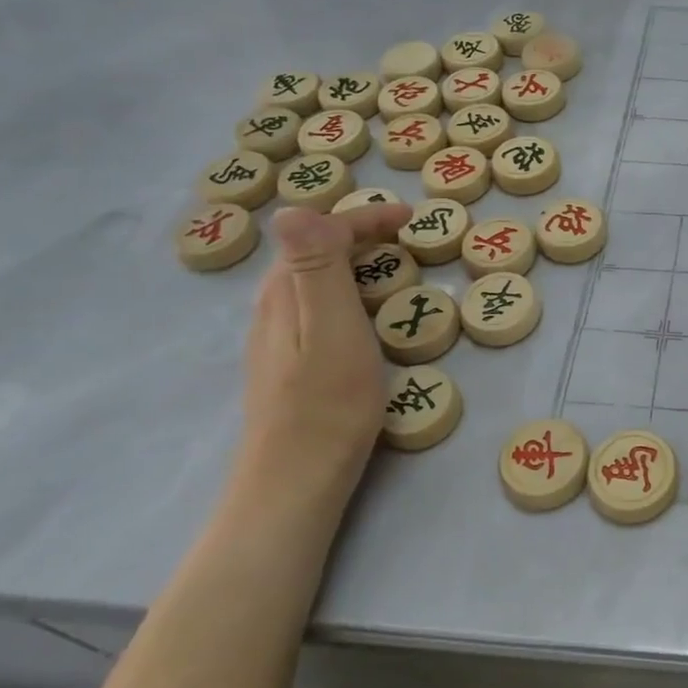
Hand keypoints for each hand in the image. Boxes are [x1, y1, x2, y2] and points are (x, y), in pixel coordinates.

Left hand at [231, 204, 412, 519]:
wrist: (295, 481)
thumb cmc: (328, 403)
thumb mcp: (332, 327)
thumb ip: (316, 266)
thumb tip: (293, 207)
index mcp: (285, 291)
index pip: (322, 230)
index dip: (368, 217)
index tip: (414, 219)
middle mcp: (273, 306)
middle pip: (315, 249)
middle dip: (362, 233)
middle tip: (409, 239)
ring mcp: (276, 336)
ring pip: (316, 278)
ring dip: (356, 262)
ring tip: (397, 269)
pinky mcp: (287, 362)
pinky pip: (319, 305)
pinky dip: (350, 292)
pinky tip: (369, 315)